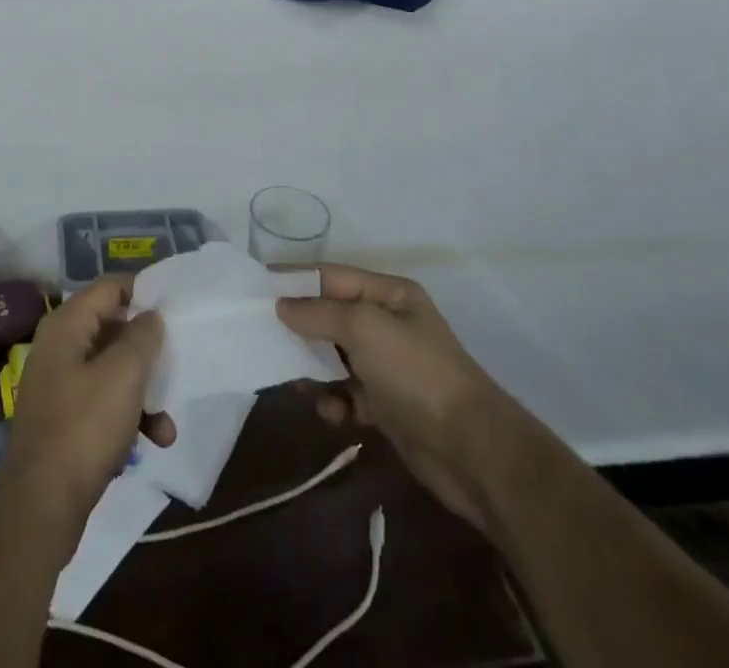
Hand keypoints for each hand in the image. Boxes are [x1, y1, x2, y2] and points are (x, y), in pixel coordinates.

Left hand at [0, 279, 175, 542]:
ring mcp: (59, 384)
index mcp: (67, 324)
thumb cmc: (84, 426)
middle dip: (147, 351)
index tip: (174, 306)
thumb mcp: (123, 375)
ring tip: (167, 425)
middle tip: (176, 363)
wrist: (41, 504)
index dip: (142, 291)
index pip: (109, 287)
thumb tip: (150, 315)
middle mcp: (59, 346)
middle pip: (112, 330)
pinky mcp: (64, 419)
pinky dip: (127, 416)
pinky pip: (103, 402)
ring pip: (112, 371)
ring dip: (143, 393)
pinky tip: (150, 443)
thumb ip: (142, 337)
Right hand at [277, 264, 509, 526]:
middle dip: (299, 326)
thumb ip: (318, 313)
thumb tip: (281, 306)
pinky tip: (331, 412)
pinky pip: (347, 394)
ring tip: (294, 379)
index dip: (294, 279)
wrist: (474, 453)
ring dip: (312, 368)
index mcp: (389, 294)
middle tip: (261, 335)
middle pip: (329, 316)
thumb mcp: (364, 328)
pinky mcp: (387, 406)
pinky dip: (334, 401)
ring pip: (334, 357)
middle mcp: (388, 324)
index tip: (254, 286)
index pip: (330, 276)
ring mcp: (388, 366)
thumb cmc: (417, 373)